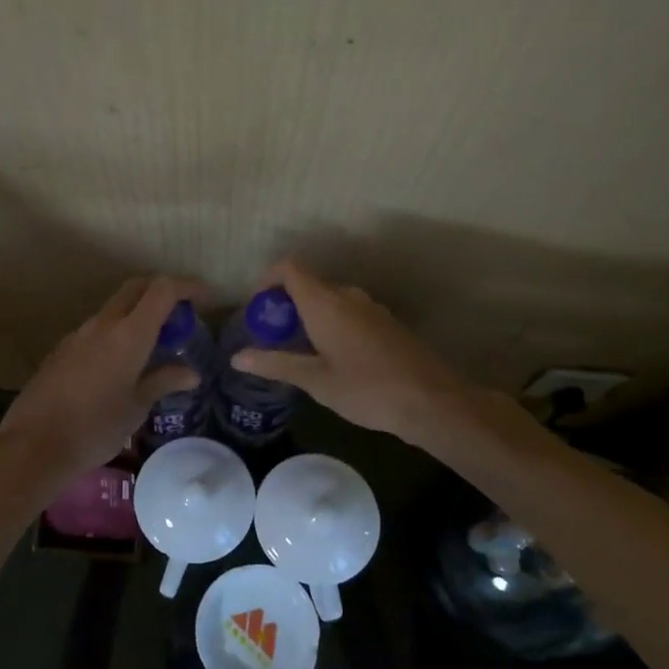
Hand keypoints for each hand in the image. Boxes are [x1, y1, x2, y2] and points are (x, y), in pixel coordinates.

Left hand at [0, 274, 205, 505]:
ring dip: (137, 312)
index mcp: (129, 334)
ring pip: (114, 307)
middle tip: (181, 313)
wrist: (34, 445)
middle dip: (162, 290)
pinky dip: (117, 331)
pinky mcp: (62, 349)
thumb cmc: (95, 428)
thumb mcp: (136, 408)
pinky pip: (97, 328)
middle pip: (136, 288)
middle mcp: (103, 324)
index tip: (206, 299)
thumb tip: (191, 373)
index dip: (187, 286)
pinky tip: (121, 362)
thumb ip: (163, 381)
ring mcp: (78, 334)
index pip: (163, 290)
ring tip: (155, 342)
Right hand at [228, 259, 484, 450]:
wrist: (431, 400)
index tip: (258, 308)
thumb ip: (275, 364)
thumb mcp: (315, 380)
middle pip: (307, 283)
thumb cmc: (366, 389)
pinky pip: (347, 311)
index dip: (268, 280)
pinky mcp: (385, 322)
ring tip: (298, 350)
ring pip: (329, 299)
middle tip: (272, 337)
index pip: (289, 268)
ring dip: (308, 315)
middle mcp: (346, 295)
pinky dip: (330, 323)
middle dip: (285, 304)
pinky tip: (331, 357)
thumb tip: (237, 358)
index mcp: (324, 302)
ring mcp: (370, 307)